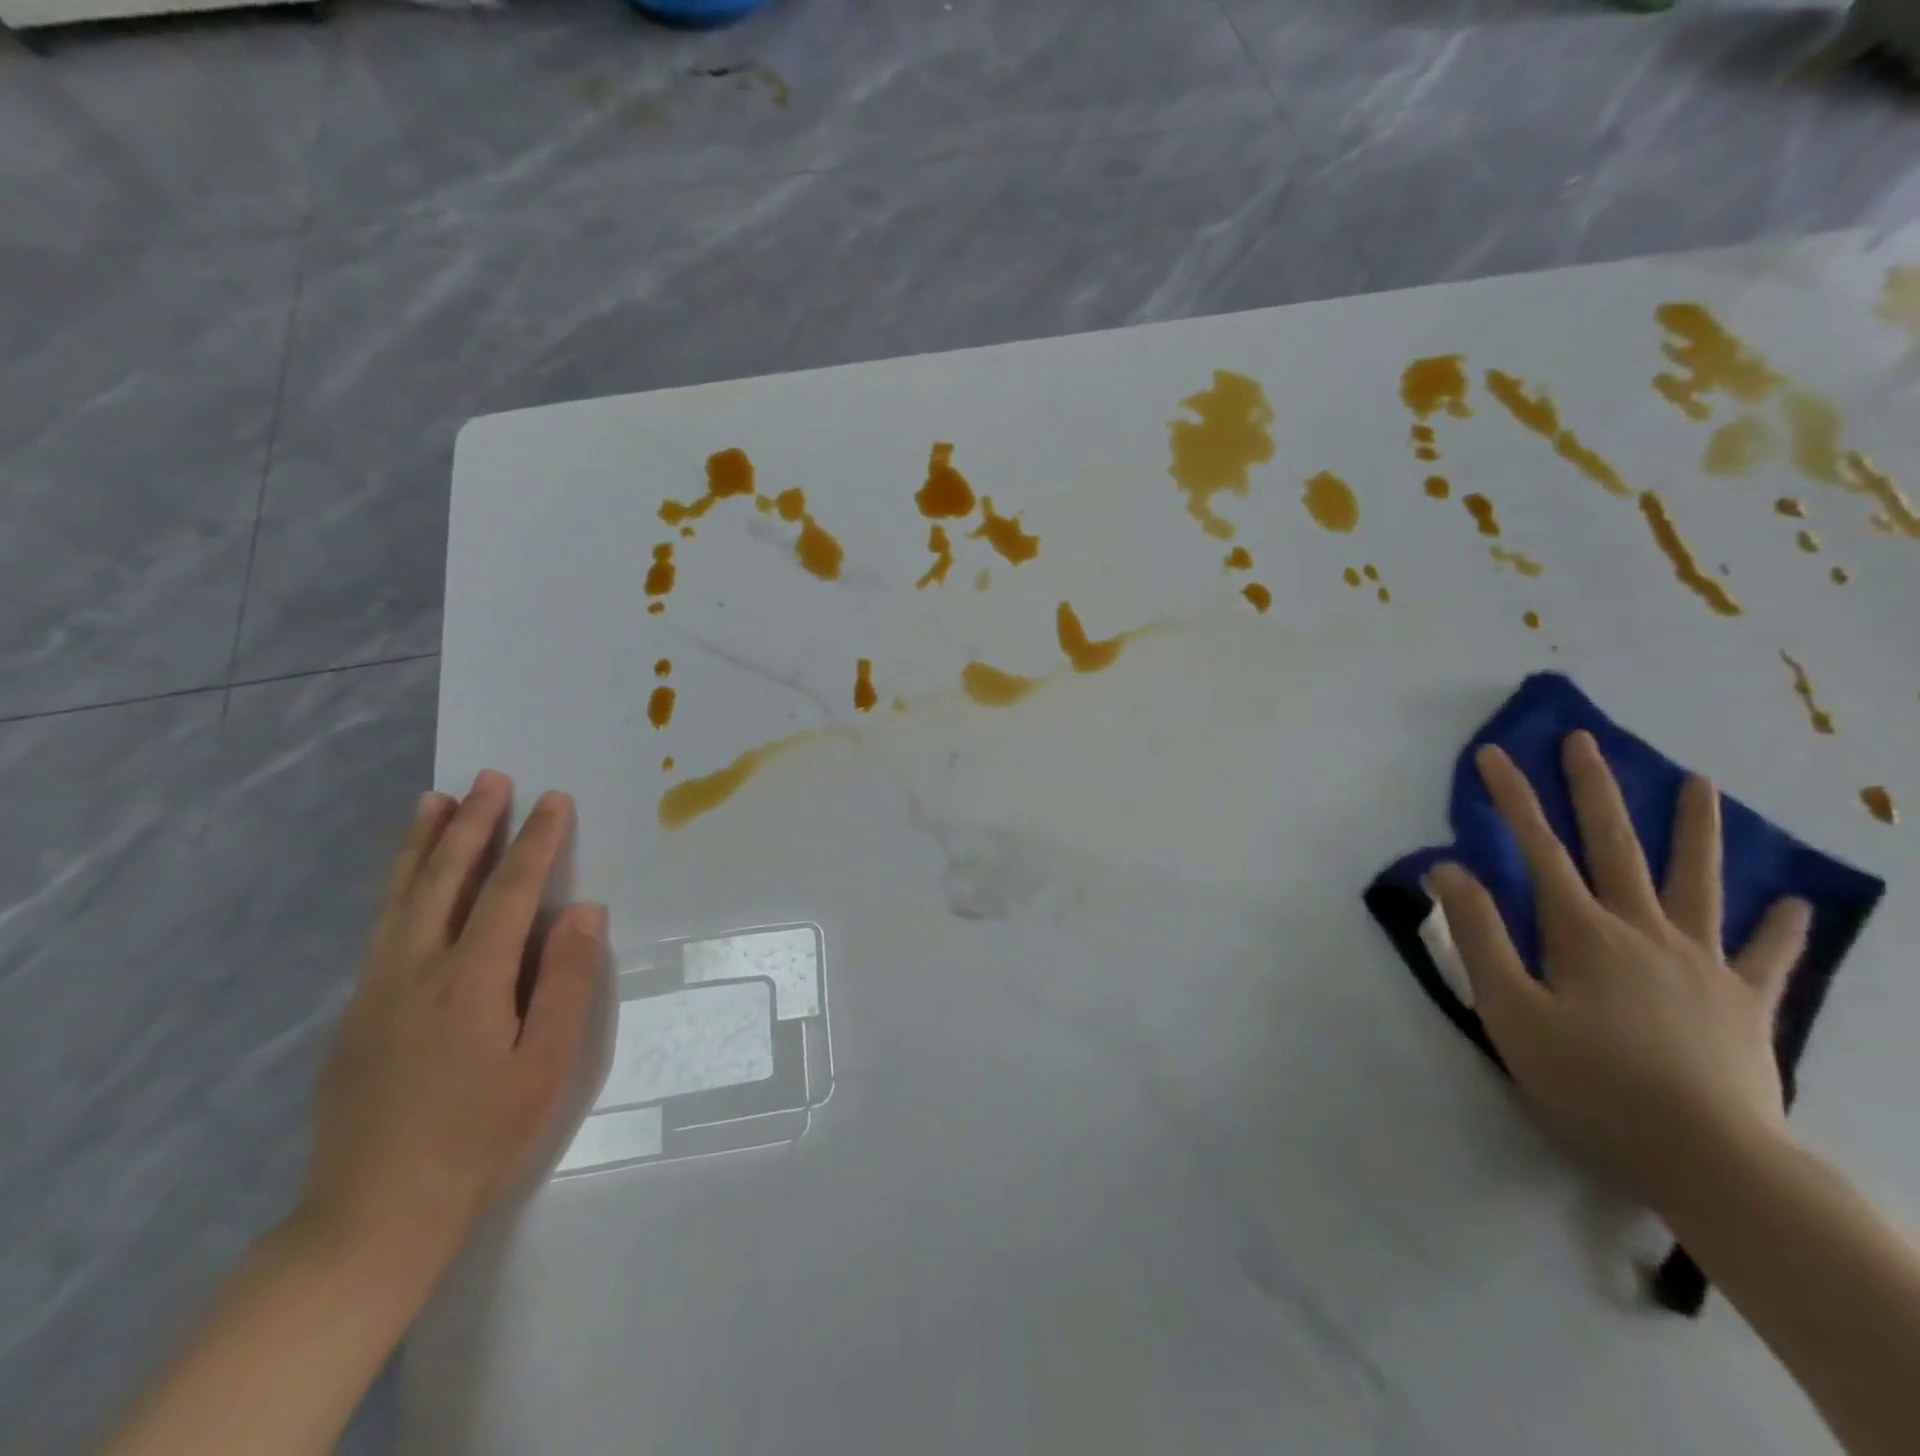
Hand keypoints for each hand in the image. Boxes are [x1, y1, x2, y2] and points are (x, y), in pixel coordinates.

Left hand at [300, 771, 605, 1275]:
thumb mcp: (547, 1066)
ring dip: (421, 843)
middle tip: (490, 778)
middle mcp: (416, 970)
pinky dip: (397, 886)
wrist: (371, 1217)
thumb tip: (583, 912)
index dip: (535, 842)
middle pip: (445, 879)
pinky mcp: (355, 1013)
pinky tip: (407, 880)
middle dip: (472, 824)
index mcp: (471, 981)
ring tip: (433, 800)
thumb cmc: (480, 1138)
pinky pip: (381, 927)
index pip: (509, 892)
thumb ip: (567, 982)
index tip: (554, 800)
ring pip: (400, 897)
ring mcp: (376, 990)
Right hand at [1428, 731, 1810, 1215]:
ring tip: (1702, 783)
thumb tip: (1447, 867)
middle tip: (1586, 741)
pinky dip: (1781, 928)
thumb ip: (1479, 934)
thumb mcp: (1509, 1009)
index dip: (1513, 797)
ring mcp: (1702, 963)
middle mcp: (1644, 930)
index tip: (1495, 753)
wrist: (1710, 1161)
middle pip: (1615, 846)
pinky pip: (1767, 957)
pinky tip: (1793, 902)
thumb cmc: (1590, 1083)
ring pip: (1698, 881)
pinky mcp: (1744, 1003)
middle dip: (1595, 789)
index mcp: (1583, 932)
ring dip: (1695, 830)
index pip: (1538, 848)